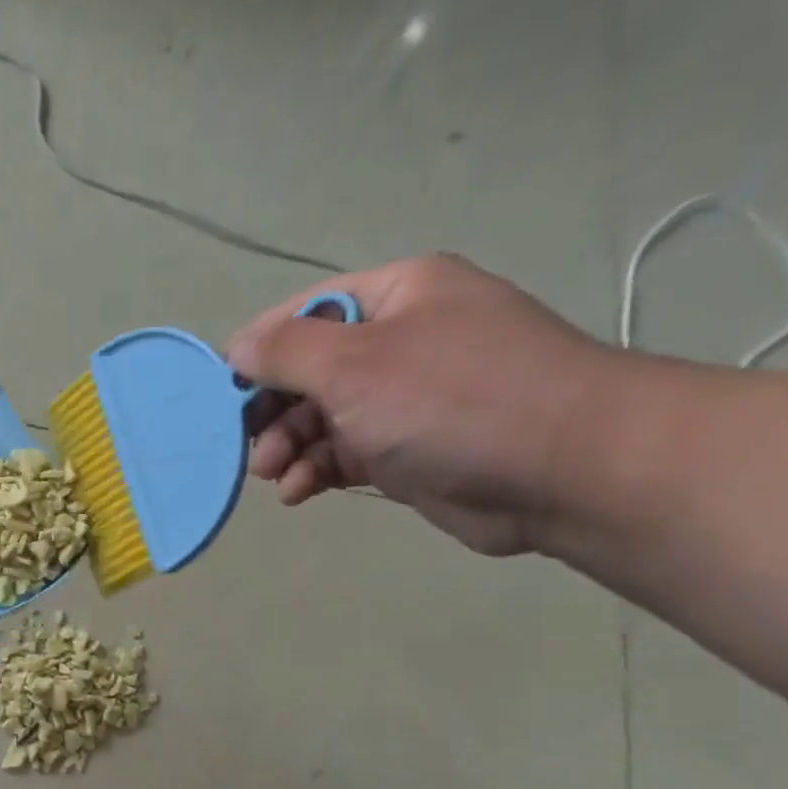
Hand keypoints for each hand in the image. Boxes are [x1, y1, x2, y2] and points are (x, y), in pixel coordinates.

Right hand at [227, 254, 621, 555]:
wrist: (565, 470)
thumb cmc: (453, 399)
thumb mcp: (355, 363)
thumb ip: (285, 352)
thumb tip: (236, 349)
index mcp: (397, 297)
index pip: (304, 313)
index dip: (259, 351)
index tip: (222, 393)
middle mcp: (400, 341)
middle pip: (308, 371)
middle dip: (272, 410)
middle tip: (249, 445)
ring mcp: (406, 399)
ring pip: (320, 418)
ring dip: (288, 446)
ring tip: (275, 475)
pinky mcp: (408, 450)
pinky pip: (342, 454)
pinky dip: (315, 471)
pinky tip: (300, 492)